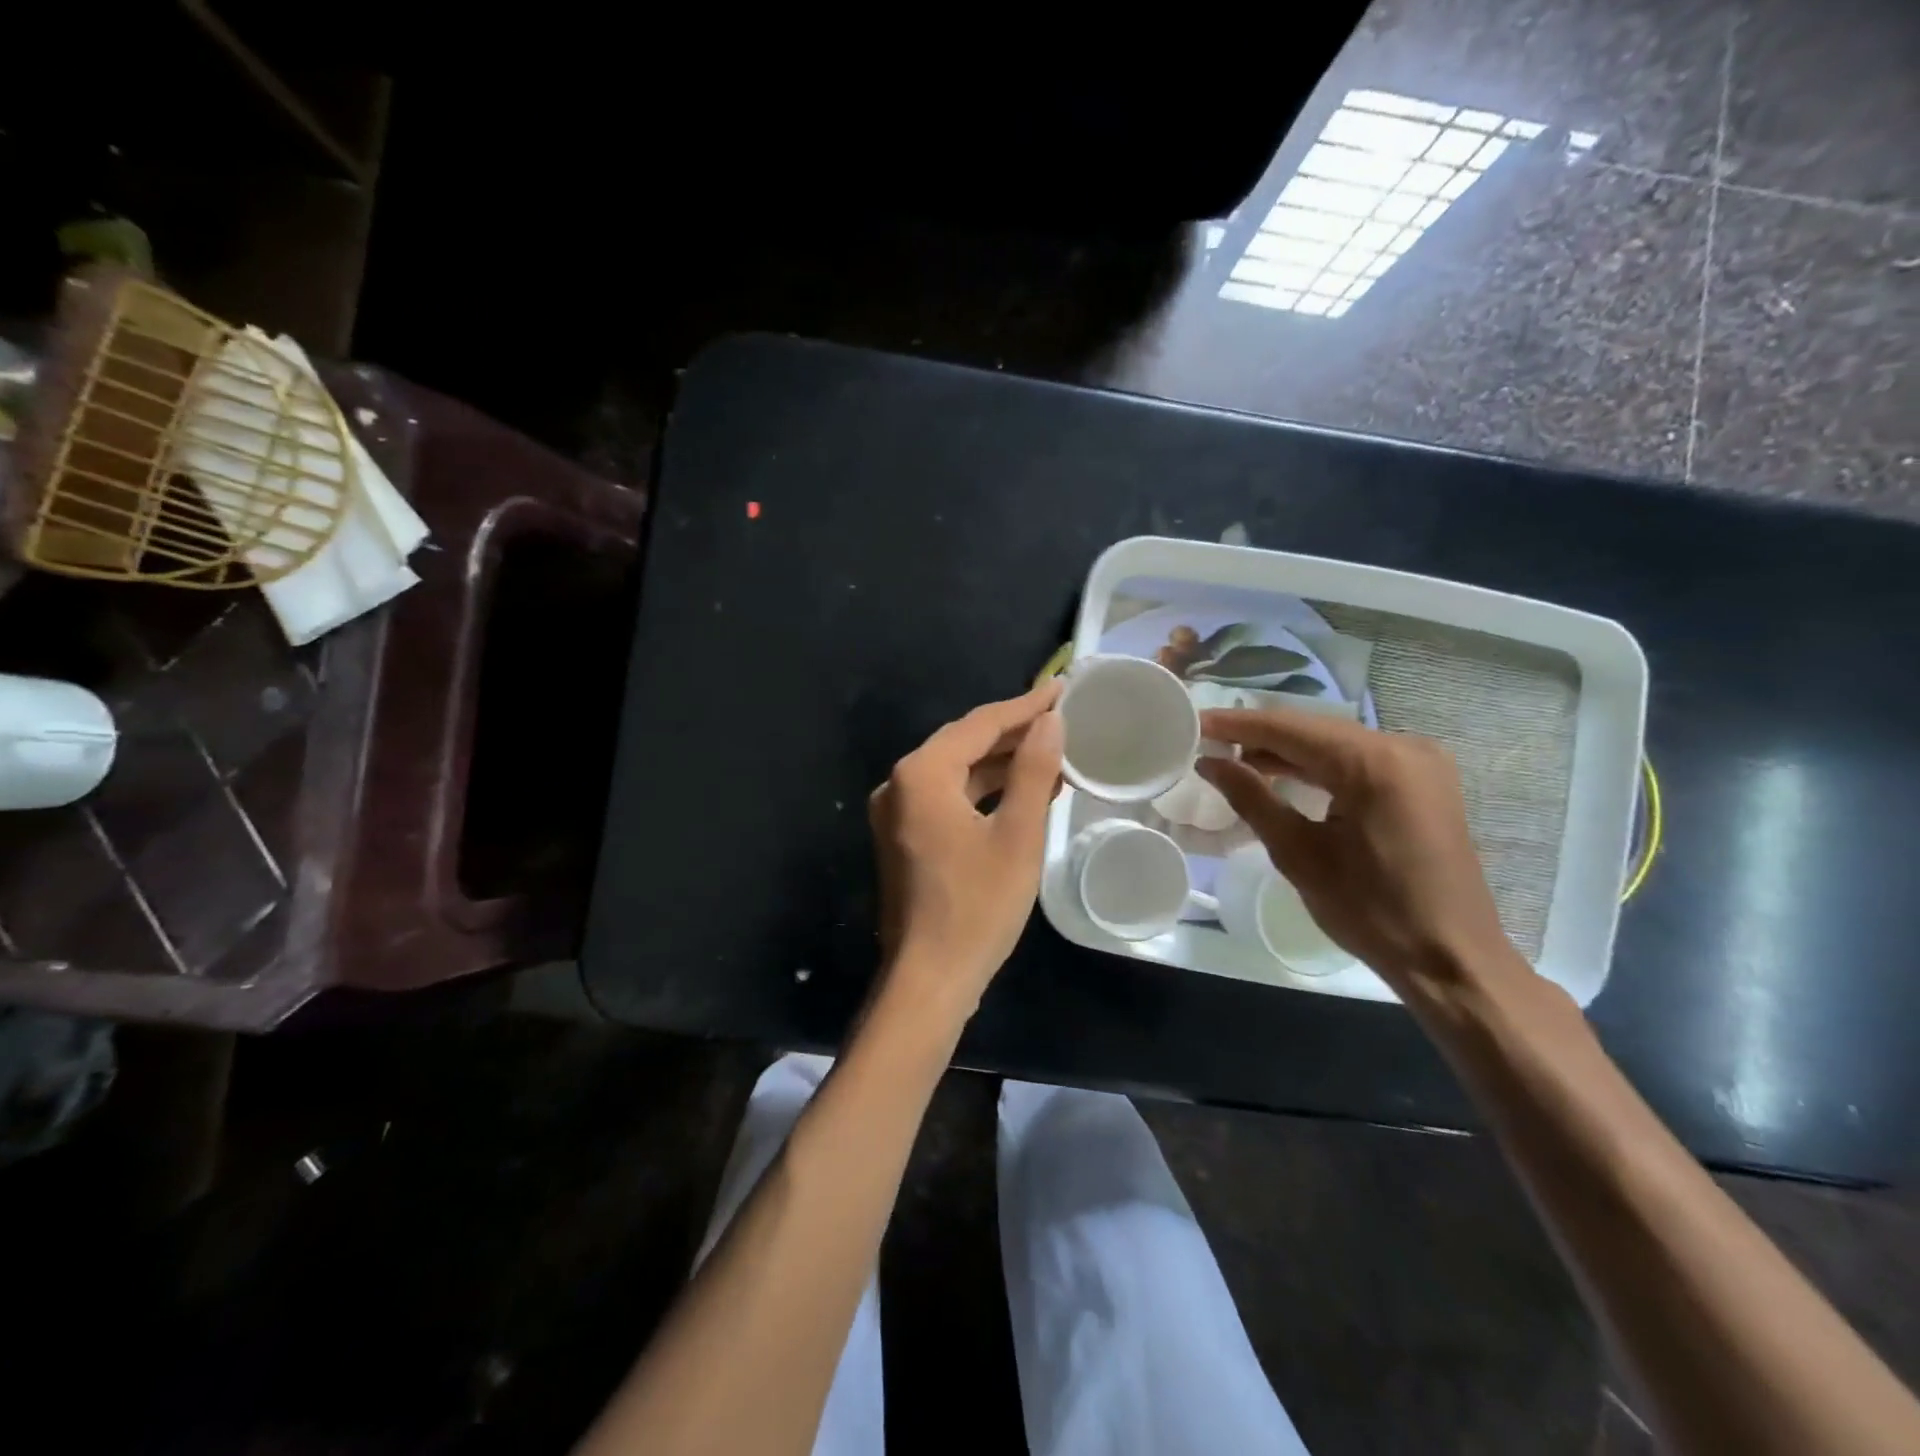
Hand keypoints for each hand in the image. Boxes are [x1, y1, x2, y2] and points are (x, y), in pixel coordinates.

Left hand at [868, 680, 1063, 1009]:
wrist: (930, 979)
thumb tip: (1050, 720)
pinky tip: (1022, 793)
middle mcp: (899, 784)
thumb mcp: (1018, 835)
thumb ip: (1033, 770)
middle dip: (1013, 732)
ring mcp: (897, 813)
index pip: (979, 725)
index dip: (1024, 706)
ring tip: (1052, 754)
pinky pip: (948, 798)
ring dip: (1001, 764)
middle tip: (1061, 717)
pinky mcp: (904, 838)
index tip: (1062, 688)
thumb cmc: (977, 906)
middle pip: (963, 744)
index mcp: (921, 774)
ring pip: (956, 772)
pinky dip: (984, 792)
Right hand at [1196, 707, 1521, 997]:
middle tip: (1208, 741)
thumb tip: (1209, 763)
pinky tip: (1281, 774)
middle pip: (1314, 730)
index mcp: (1375, 763)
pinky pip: (1358, 759)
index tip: (1195, 721)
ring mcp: (1420, 762)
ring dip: (1286, 751)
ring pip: (1335, 742)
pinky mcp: (1423, 781)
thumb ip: (1251, 798)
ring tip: (1234, 759)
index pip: (1289, 729)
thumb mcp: (1298, 854)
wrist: (1451, 958)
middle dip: (1259, 735)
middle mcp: (1403, 746)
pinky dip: (1318, 765)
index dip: (1237, 724)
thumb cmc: (1371, 911)